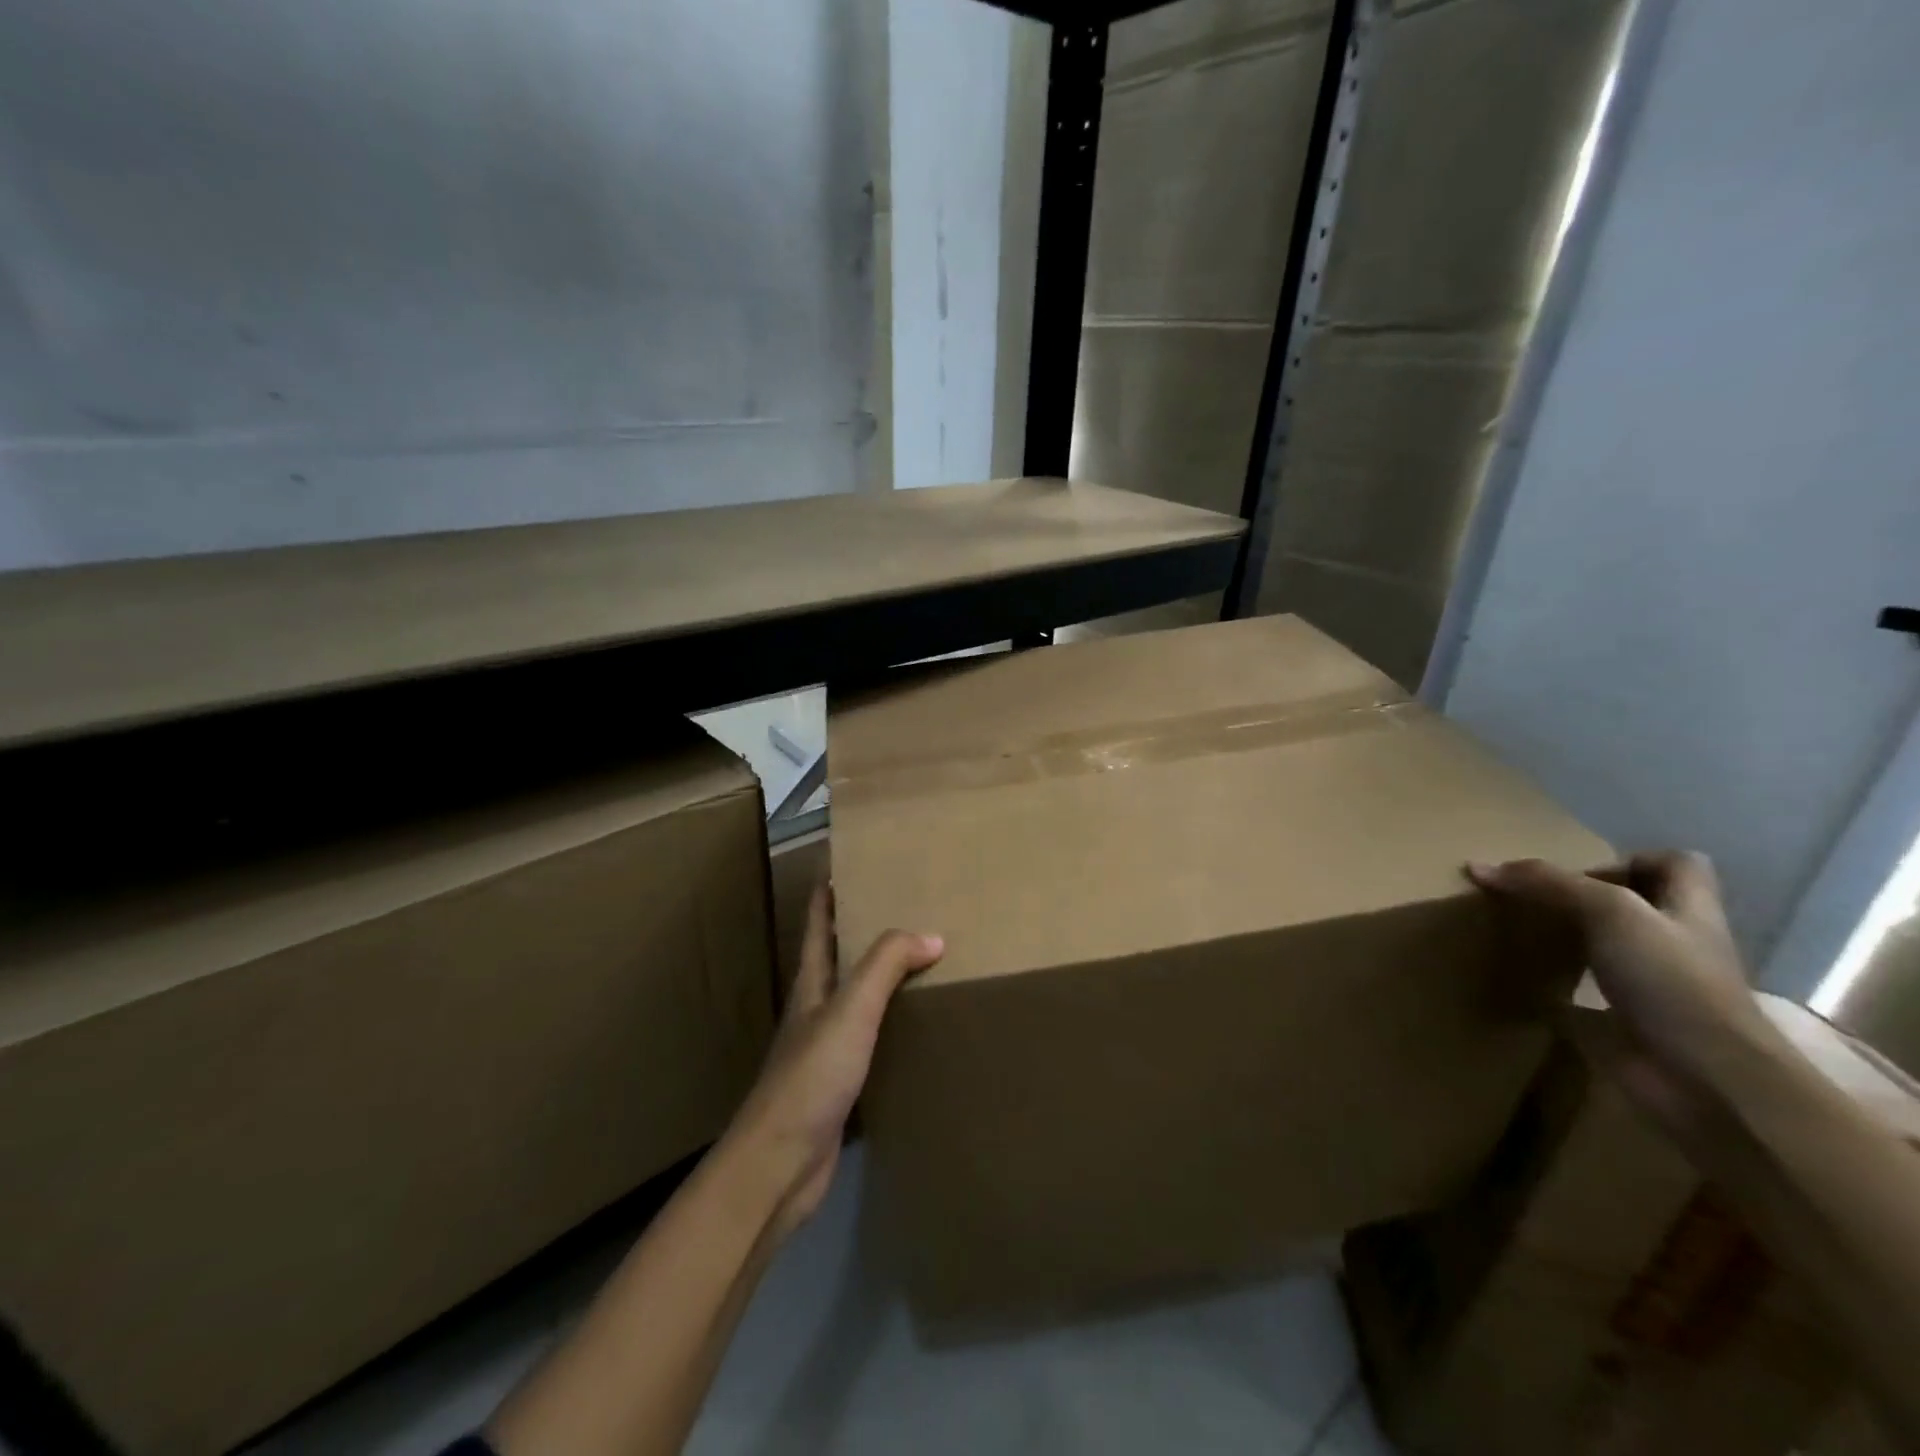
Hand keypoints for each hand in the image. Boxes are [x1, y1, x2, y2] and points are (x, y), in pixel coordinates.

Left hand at [723, 884, 942, 1238]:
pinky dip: (892, 1026)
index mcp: (811, 984)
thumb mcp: (850, 1010)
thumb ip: (886, 966)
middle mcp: (815, 1010)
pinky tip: (917, 1029)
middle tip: (905, 908)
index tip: (847, 864)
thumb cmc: (810, 1076)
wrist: (779, 1165)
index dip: (827, 893)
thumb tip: (931, 935)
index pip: (817, 925)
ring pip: (857, 1000)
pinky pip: (871, 1041)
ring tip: (922, 961)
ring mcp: (825, 1049)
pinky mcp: (839, 1086)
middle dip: (864, 931)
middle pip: (838, 958)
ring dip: (882, 980)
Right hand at [1466, 851, 1775, 1139]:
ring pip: (1605, 947)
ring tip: (1515, 929)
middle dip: (1581, 898)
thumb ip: (1548, 883)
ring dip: (1565, 938)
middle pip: (1632, 905)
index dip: (1628, 859)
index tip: (1577, 872)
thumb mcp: (1610, 911)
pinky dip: (1552, 986)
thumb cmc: (1672, 981)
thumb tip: (1478, 866)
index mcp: (1687, 910)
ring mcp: (1652, 986)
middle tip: (1529, 896)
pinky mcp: (1625, 1022)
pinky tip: (1518, 978)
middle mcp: (1673, 943)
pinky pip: (1583, 994)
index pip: (1674, 865)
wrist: (1707, 1081)